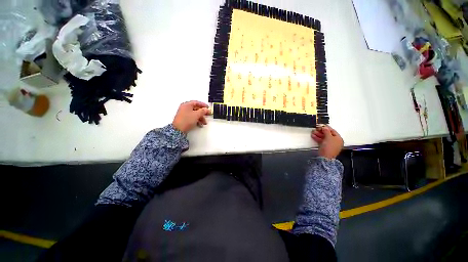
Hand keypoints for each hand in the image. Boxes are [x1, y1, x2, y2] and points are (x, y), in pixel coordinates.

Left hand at [172, 101, 210, 133]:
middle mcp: (185, 108)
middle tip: (207, 115)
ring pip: (195, 114)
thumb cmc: (186, 120)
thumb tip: (206, 109)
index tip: (208, 107)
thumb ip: (203, 111)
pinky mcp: (184, 119)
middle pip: (196, 109)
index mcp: (187, 105)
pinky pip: (192, 118)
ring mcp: (184, 114)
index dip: (203, 105)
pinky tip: (200, 124)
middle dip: (202, 113)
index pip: (196, 102)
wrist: (178, 129)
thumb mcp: (197, 115)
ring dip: (200, 118)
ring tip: (204, 122)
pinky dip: (197, 120)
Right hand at [311, 125, 343, 158]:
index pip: (333, 131)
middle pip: (328, 134)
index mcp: (338, 139)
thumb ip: (326, 131)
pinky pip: (321, 141)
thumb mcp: (328, 137)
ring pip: (324, 137)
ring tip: (313, 132)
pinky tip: (313, 136)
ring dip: (318, 134)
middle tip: (316, 128)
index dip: (327, 127)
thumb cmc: (329, 147)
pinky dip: (317, 138)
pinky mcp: (325, 147)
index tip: (321, 125)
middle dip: (321, 131)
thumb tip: (325, 127)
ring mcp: (330, 144)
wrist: (325, 157)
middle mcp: (335, 141)